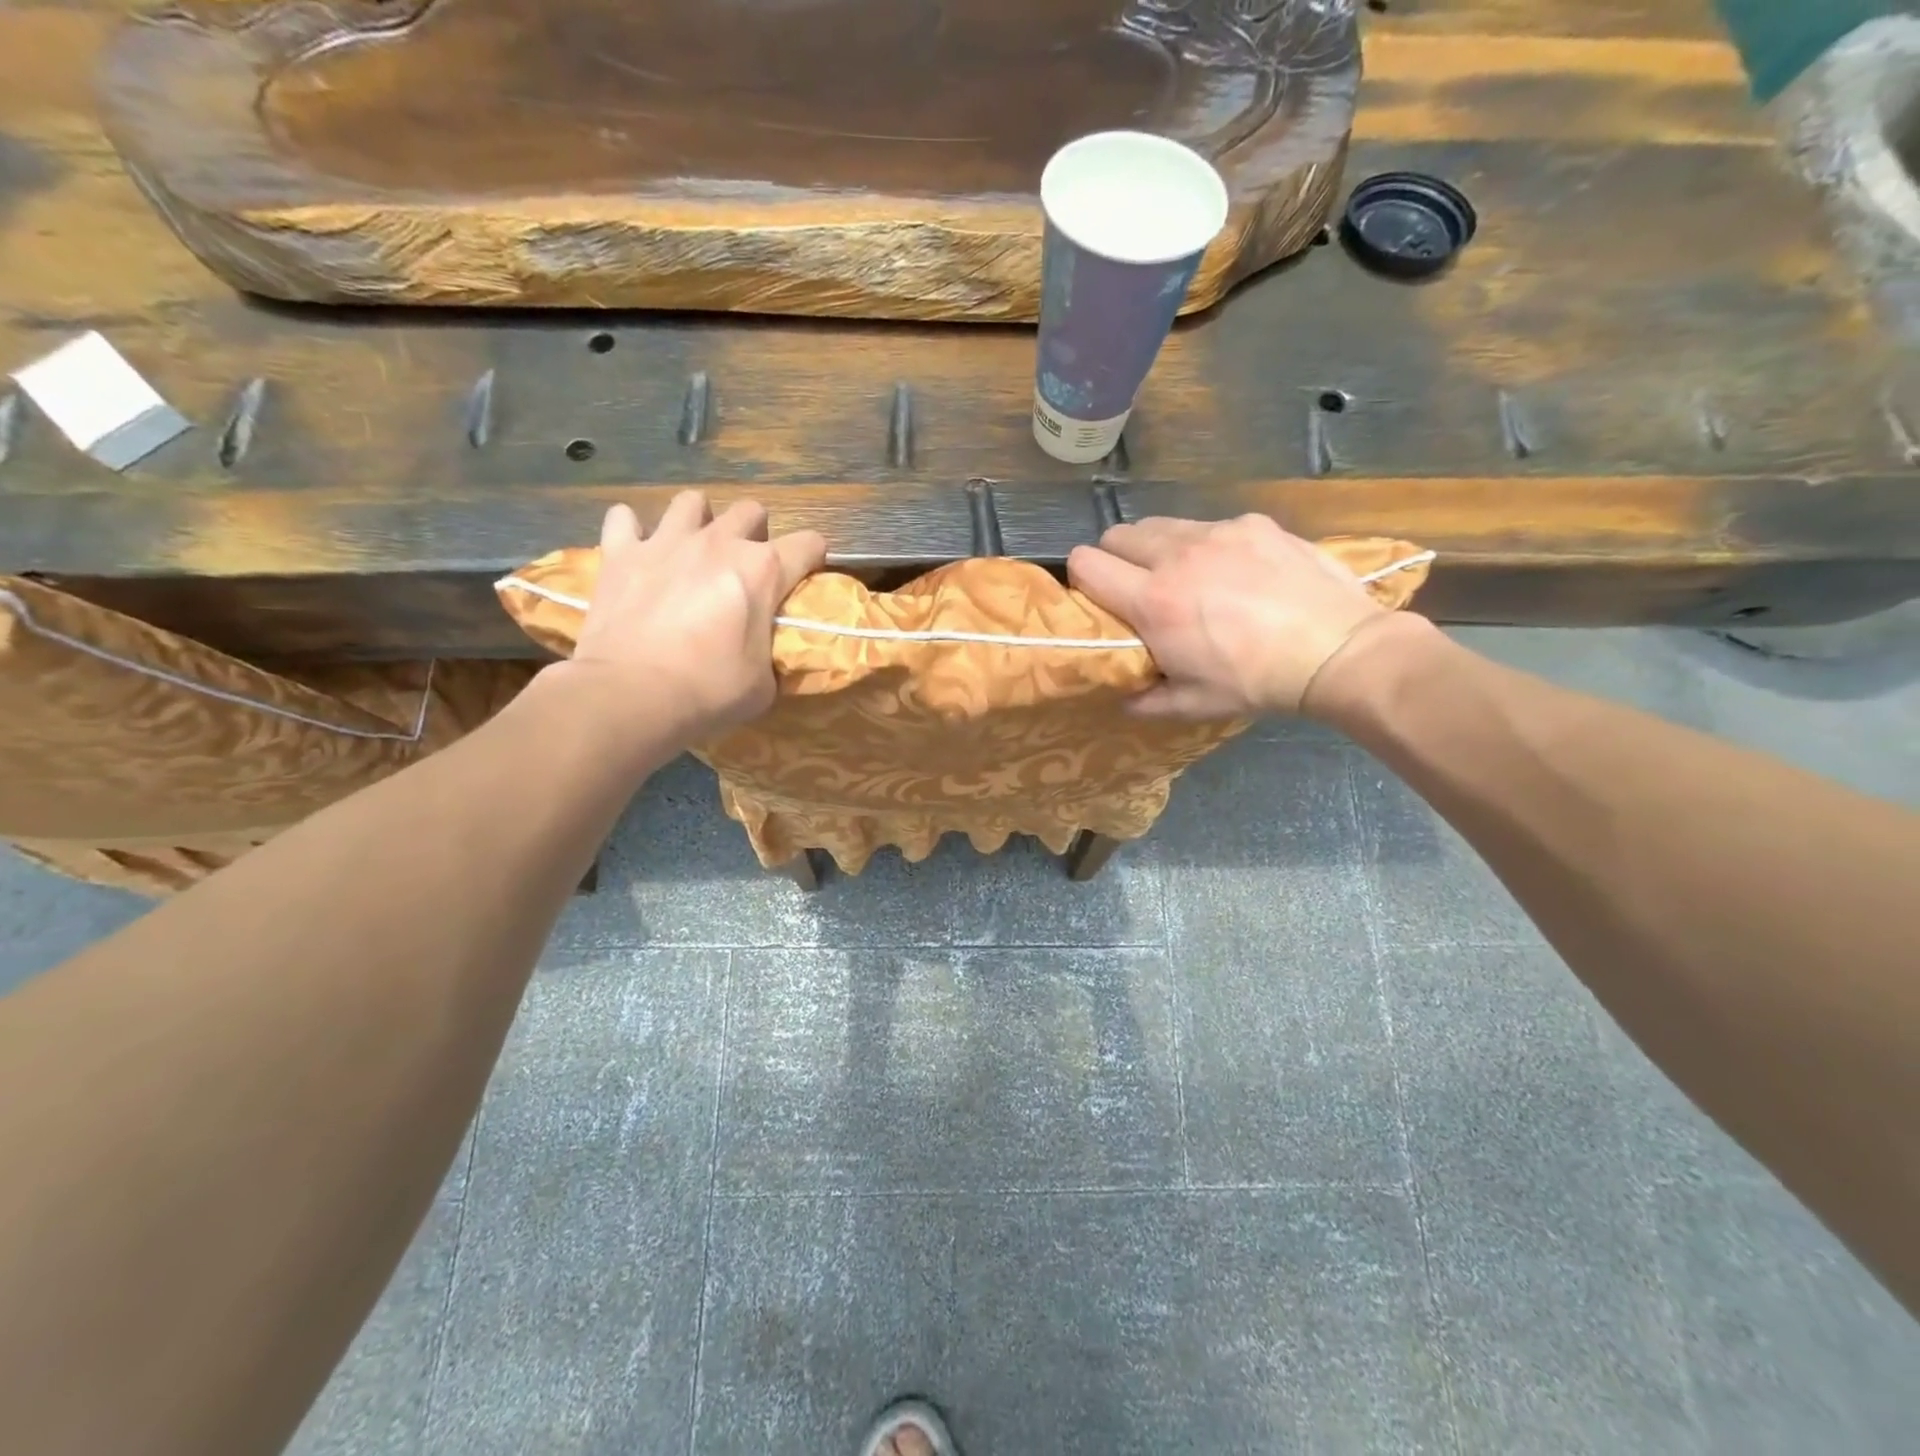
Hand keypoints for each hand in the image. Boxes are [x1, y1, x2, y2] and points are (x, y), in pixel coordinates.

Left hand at [564, 492, 825, 740]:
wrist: (631, 695)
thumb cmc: (709, 692)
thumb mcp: (764, 684)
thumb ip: (773, 655)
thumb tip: (773, 655)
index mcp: (763, 571)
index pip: (809, 544)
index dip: (813, 560)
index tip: (804, 580)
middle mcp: (718, 543)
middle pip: (750, 511)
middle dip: (755, 533)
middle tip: (746, 567)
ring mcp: (666, 542)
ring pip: (691, 502)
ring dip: (699, 521)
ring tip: (694, 550)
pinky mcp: (620, 553)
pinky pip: (624, 519)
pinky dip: (633, 532)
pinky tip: (638, 552)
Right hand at [1067, 513, 1392, 717]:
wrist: (1338, 650)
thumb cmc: (1256, 682)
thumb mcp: (1194, 704)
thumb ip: (1146, 700)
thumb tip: (1123, 697)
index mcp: (1154, 601)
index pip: (1087, 563)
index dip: (1082, 577)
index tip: (1097, 597)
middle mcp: (1177, 556)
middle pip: (1117, 534)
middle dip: (1115, 558)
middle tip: (1137, 586)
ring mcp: (1218, 533)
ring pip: (1161, 525)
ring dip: (1157, 548)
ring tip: (1184, 574)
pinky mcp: (1253, 523)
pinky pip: (1210, 526)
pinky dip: (1207, 545)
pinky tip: (1235, 571)